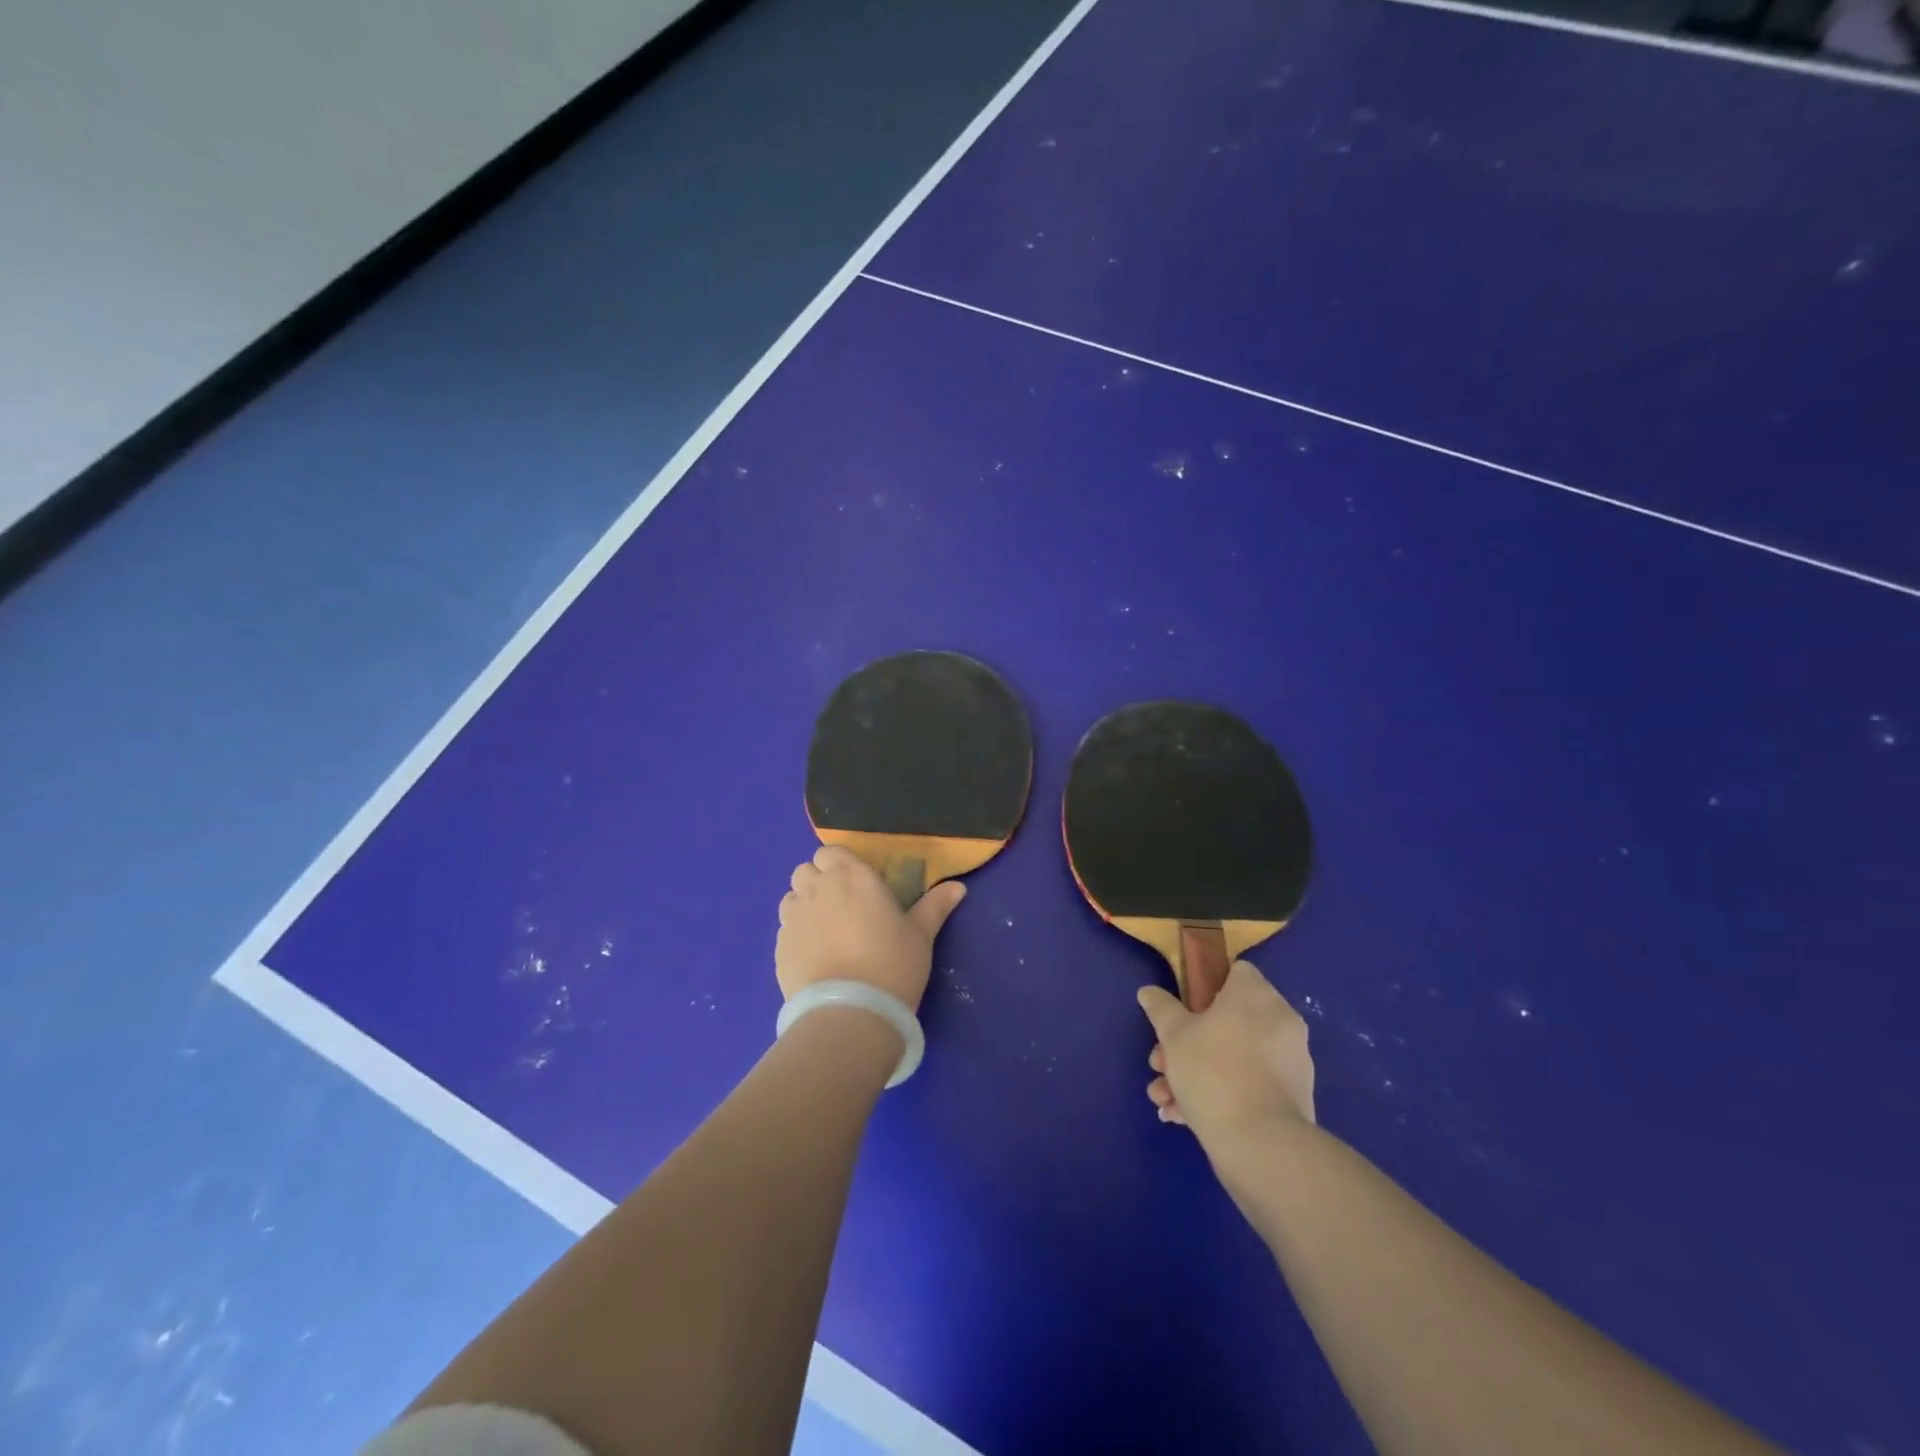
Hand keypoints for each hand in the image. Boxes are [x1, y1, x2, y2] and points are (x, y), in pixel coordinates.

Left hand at [776, 846, 965, 1011]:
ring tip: (826, 931)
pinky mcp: (779, 947)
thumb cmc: (893, 963)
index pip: (831, 851)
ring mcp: (793, 918)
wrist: (850, 1013)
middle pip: (806, 870)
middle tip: (842, 906)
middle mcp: (817, 888)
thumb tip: (958, 887)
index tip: (856, 883)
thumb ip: (935, 906)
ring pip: (791, 898)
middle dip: (819, 881)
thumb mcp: (921, 935)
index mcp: (851, 876)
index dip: (840, 864)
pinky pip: (785, 929)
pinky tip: (815, 956)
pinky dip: (796, 935)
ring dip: (804, 905)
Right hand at [1138, 960, 1315, 1135]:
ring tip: (1164, 1098)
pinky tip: (1183, 1116)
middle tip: (1160, 1063)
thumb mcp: (1173, 1035)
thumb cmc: (1212, 1071)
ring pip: (1234, 1056)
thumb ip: (1160, 1008)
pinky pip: (1249, 1084)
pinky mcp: (1293, 1098)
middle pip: (1228, 1020)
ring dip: (1196, 1072)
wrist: (1261, 1145)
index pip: (1235, 972)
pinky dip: (1220, 1094)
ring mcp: (1290, 1062)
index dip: (1204, 987)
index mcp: (1256, 995)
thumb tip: (1149, 992)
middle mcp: (1280, 1021)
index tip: (1182, 1011)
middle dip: (1187, 1042)